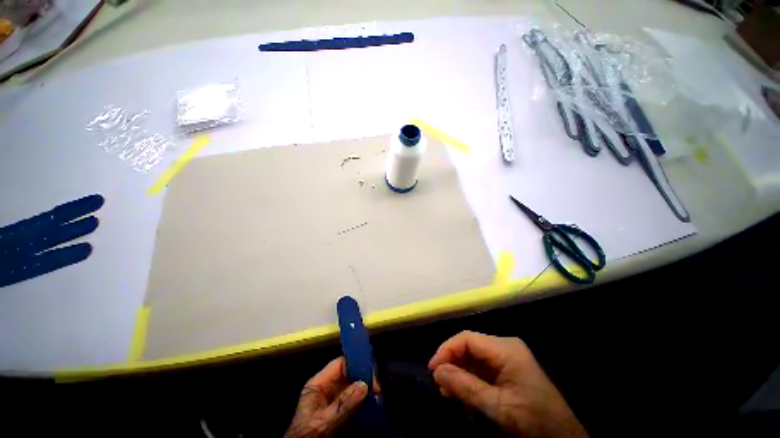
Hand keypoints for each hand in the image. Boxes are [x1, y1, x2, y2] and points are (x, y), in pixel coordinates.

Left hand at [284, 356, 374, 437]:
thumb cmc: (306, 437)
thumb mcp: (322, 421)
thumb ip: (342, 404)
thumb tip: (364, 384)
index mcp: (319, 385)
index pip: (340, 364)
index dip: (355, 364)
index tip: (370, 373)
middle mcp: (329, 390)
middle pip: (350, 375)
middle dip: (364, 379)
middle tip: (377, 387)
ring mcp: (337, 403)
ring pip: (356, 389)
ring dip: (367, 392)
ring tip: (379, 396)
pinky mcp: (344, 416)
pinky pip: (358, 404)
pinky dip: (367, 404)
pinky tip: (375, 405)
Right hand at [429, 331, 586, 437]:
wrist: (563, 437)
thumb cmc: (533, 421)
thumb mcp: (497, 407)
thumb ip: (466, 386)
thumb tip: (437, 371)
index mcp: (505, 349)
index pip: (467, 338)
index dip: (447, 349)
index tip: (433, 368)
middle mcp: (504, 347)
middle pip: (469, 347)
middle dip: (452, 363)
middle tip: (439, 383)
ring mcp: (506, 357)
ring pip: (473, 357)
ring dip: (458, 372)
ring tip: (446, 390)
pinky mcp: (507, 369)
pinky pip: (481, 368)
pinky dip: (469, 379)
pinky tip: (460, 392)